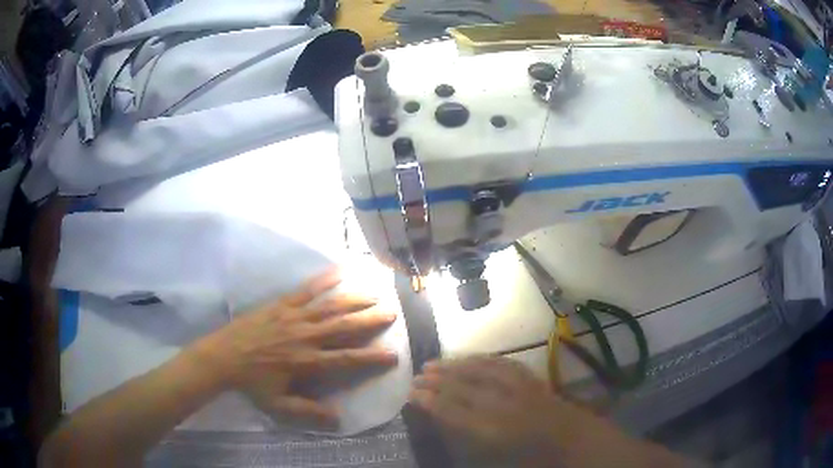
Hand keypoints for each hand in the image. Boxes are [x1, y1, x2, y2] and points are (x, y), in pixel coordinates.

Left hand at [195, 268, 397, 427]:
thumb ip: (308, 412)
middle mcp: (305, 336)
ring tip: (374, 293)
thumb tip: (338, 419)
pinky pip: (305, 290)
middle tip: (392, 313)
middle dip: (369, 320)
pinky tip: (338, 272)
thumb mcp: (278, 405)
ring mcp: (293, 317)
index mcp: (306, 362)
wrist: (223, 356)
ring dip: (353, 300)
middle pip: (343, 327)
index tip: (393, 355)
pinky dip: (323, 281)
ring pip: (329, 306)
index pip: (345, 359)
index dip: (370, 358)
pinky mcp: (281, 304)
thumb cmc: (252, 383)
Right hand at [410, 356, 573, 467]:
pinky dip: (480, 359)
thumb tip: (442, 422)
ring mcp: (520, 388)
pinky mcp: (531, 378)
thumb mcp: (495, 458)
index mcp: (494, 431)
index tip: (412, 394)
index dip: (430, 402)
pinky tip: (468, 359)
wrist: (572, 440)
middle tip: (416, 376)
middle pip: (464, 388)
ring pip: (480, 370)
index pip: (454, 412)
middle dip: (437, 381)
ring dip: (454, 365)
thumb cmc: (531, 457)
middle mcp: (505, 405)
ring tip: (433, 363)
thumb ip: (467, 438)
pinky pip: (501, 363)